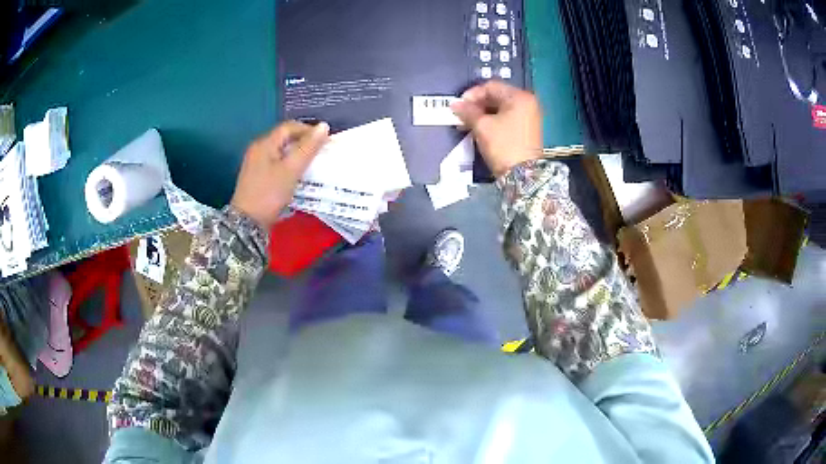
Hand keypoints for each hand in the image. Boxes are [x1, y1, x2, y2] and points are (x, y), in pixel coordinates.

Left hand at [231, 121, 328, 227]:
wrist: (247, 223)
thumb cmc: (269, 194)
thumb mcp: (291, 170)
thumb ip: (308, 148)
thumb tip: (324, 126)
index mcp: (264, 144)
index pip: (289, 127)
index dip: (308, 130)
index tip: (325, 141)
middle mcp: (258, 149)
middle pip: (284, 138)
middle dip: (304, 143)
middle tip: (320, 153)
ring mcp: (256, 164)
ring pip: (281, 152)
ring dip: (297, 155)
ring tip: (312, 165)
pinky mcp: (257, 177)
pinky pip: (277, 164)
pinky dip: (289, 166)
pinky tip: (298, 176)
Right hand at [451, 81, 542, 176]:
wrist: (523, 176)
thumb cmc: (503, 145)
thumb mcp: (482, 126)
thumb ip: (468, 111)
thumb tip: (455, 104)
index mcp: (519, 97)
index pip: (491, 86)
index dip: (472, 94)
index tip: (459, 105)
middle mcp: (527, 103)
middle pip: (497, 96)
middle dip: (477, 105)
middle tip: (461, 115)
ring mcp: (529, 117)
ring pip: (500, 109)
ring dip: (483, 114)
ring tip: (467, 124)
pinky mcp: (526, 130)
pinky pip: (506, 119)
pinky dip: (492, 122)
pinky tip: (479, 129)